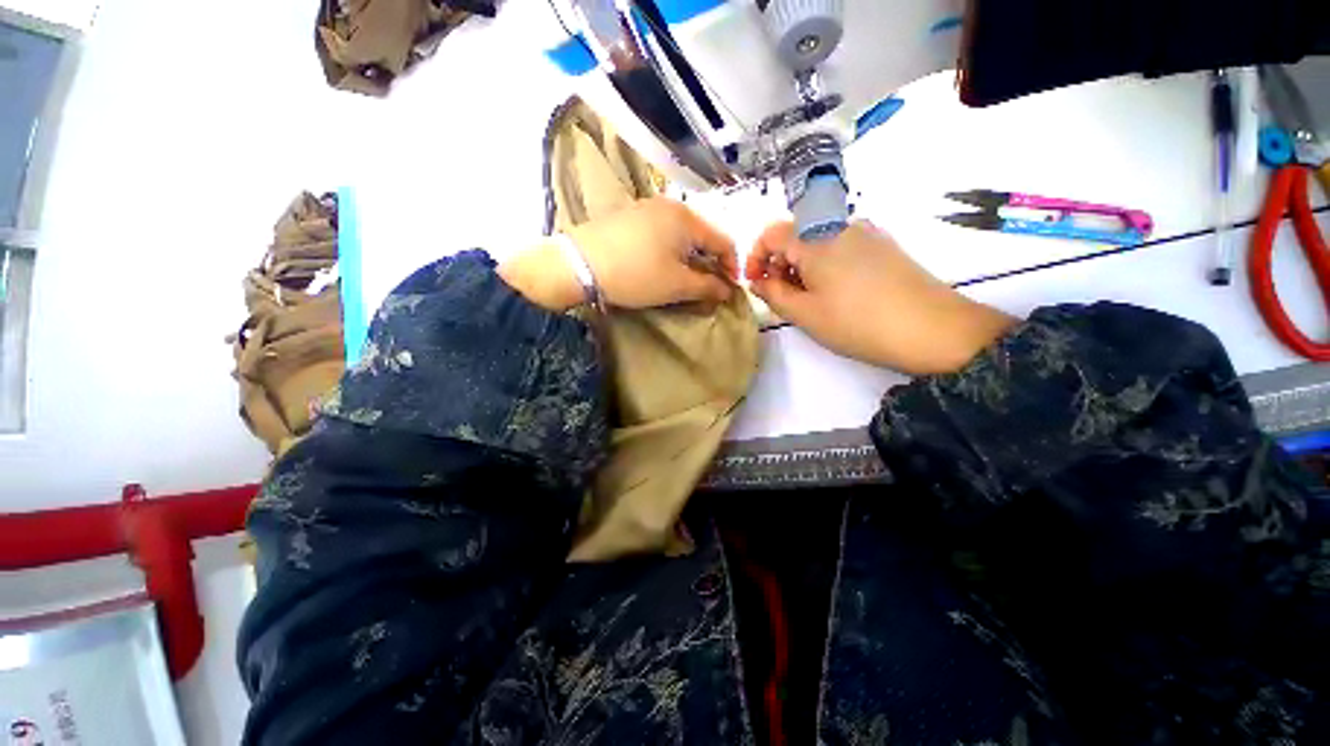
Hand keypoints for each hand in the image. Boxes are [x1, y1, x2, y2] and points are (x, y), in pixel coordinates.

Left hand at [499, 198, 737, 311]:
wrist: (580, 264)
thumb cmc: (637, 275)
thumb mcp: (677, 285)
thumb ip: (708, 287)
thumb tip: (727, 290)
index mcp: (688, 219)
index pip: (723, 241)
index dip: (731, 267)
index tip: (728, 290)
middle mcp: (671, 206)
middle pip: (702, 236)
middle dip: (709, 264)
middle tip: (706, 288)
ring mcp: (647, 208)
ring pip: (681, 235)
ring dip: (689, 259)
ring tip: (683, 280)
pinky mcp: (630, 217)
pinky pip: (661, 234)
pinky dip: (669, 252)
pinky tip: (660, 266)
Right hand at [745, 221, 1016, 374]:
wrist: (932, 328)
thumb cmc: (857, 323)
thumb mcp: (805, 314)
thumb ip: (773, 294)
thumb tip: (757, 282)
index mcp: (815, 240)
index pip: (772, 234)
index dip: (756, 256)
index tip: (755, 283)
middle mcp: (840, 226)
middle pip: (796, 235)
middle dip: (779, 263)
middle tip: (780, 296)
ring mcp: (866, 233)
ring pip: (819, 241)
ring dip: (802, 265)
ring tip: (807, 298)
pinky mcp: (884, 245)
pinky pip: (842, 246)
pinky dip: (825, 264)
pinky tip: (834, 291)